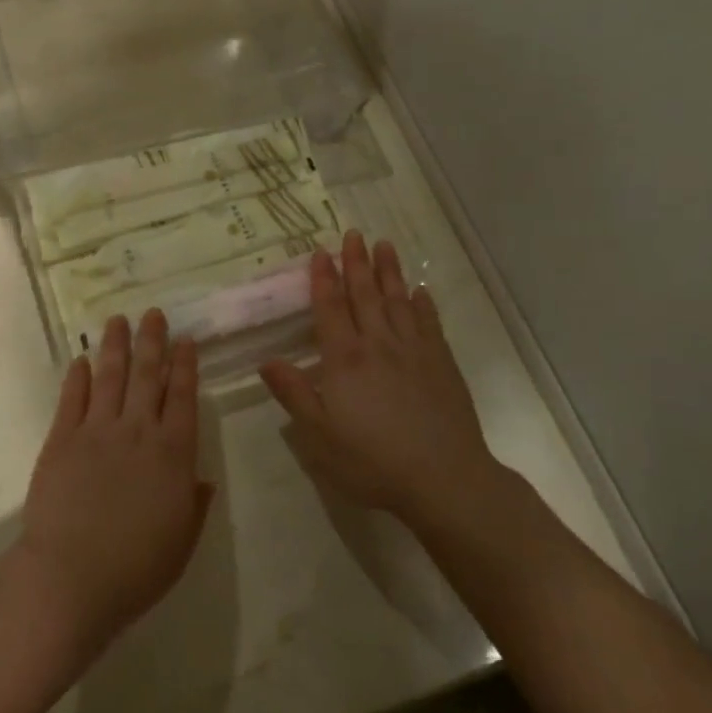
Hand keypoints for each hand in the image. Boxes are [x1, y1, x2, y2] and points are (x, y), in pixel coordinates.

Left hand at [12, 311, 210, 656]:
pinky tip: (81, 360)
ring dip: (115, 347)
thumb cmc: (136, 568)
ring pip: (110, 377)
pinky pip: (72, 399)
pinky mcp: (62, 439)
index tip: (185, 339)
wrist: (71, 577)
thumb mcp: (182, 541)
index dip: (185, 366)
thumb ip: (194, 504)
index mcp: (173, 453)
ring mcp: (97, 431)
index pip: (183, 397)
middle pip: (147, 376)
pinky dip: (78, 377)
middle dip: (152, 341)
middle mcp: (138, 431)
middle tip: (153, 313)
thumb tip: (202, 478)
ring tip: (119, 320)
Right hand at [261, 233, 501, 528]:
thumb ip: (294, 394)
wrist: (445, 479)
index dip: (324, 279)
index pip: (331, 309)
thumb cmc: (373, 461)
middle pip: (365, 295)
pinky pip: (429, 324)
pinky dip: (423, 304)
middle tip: (354, 233)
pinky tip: (419, 291)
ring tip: (384, 245)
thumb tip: (267, 361)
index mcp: (345, 359)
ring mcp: (414, 351)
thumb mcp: (320, 435)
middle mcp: (378, 345)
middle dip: (357, 263)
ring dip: (389, 272)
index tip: (321, 251)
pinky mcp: (442, 364)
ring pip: (398, 301)